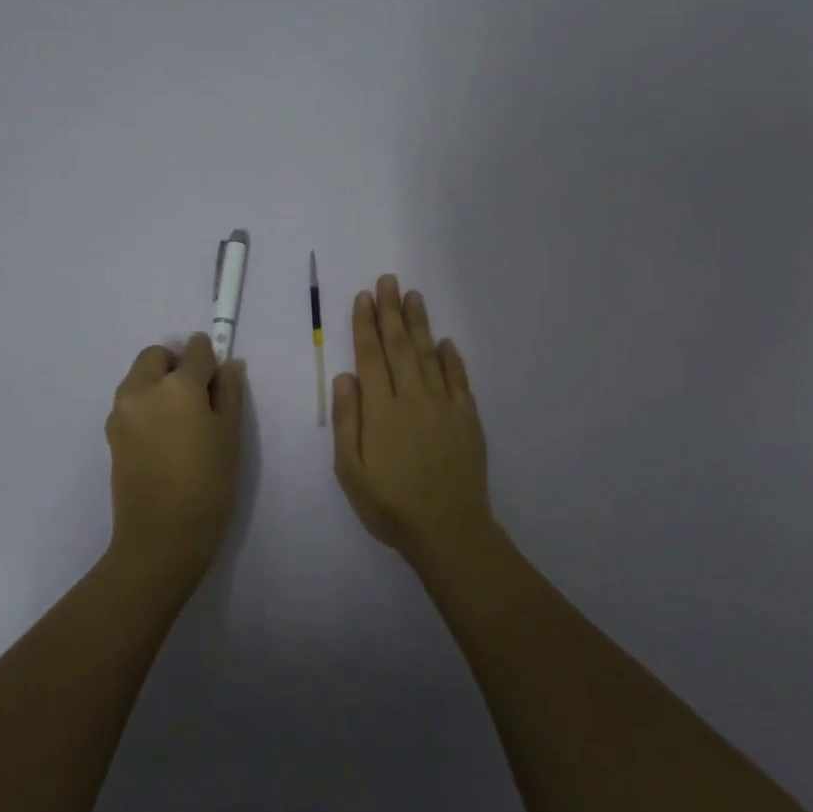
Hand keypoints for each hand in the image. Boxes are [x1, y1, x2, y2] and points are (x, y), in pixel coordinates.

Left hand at [105, 333, 246, 578]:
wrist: (160, 537)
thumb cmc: (207, 485)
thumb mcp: (230, 435)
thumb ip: (229, 392)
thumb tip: (227, 364)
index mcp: (177, 385)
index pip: (196, 349)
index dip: (209, 359)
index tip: (217, 380)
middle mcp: (142, 388)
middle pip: (157, 356)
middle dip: (177, 365)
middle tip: (197, 399)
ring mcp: (121, 410)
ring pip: (139, 377)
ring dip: (158, 383)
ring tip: (179, 423)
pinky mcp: (110, 433)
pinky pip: (130, 402)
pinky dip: (146, 405)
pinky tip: (162, 440)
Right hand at [332, 275, 493, 564]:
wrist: (448, 530)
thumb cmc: (390, 504)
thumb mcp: (351, 471)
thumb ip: (348, 420)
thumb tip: (344, 376)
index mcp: (381, 409)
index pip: (371, 356)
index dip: (366, 324)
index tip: (364, 297)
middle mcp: (413, 398)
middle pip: (399, 346)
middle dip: (391, 311)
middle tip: (388, 280)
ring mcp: (444, 406)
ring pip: (429, 355)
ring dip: (419, 324)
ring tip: (413, 296)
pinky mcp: (468, 418)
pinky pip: (459, 379)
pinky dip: (451, 358)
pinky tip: (445, 342)